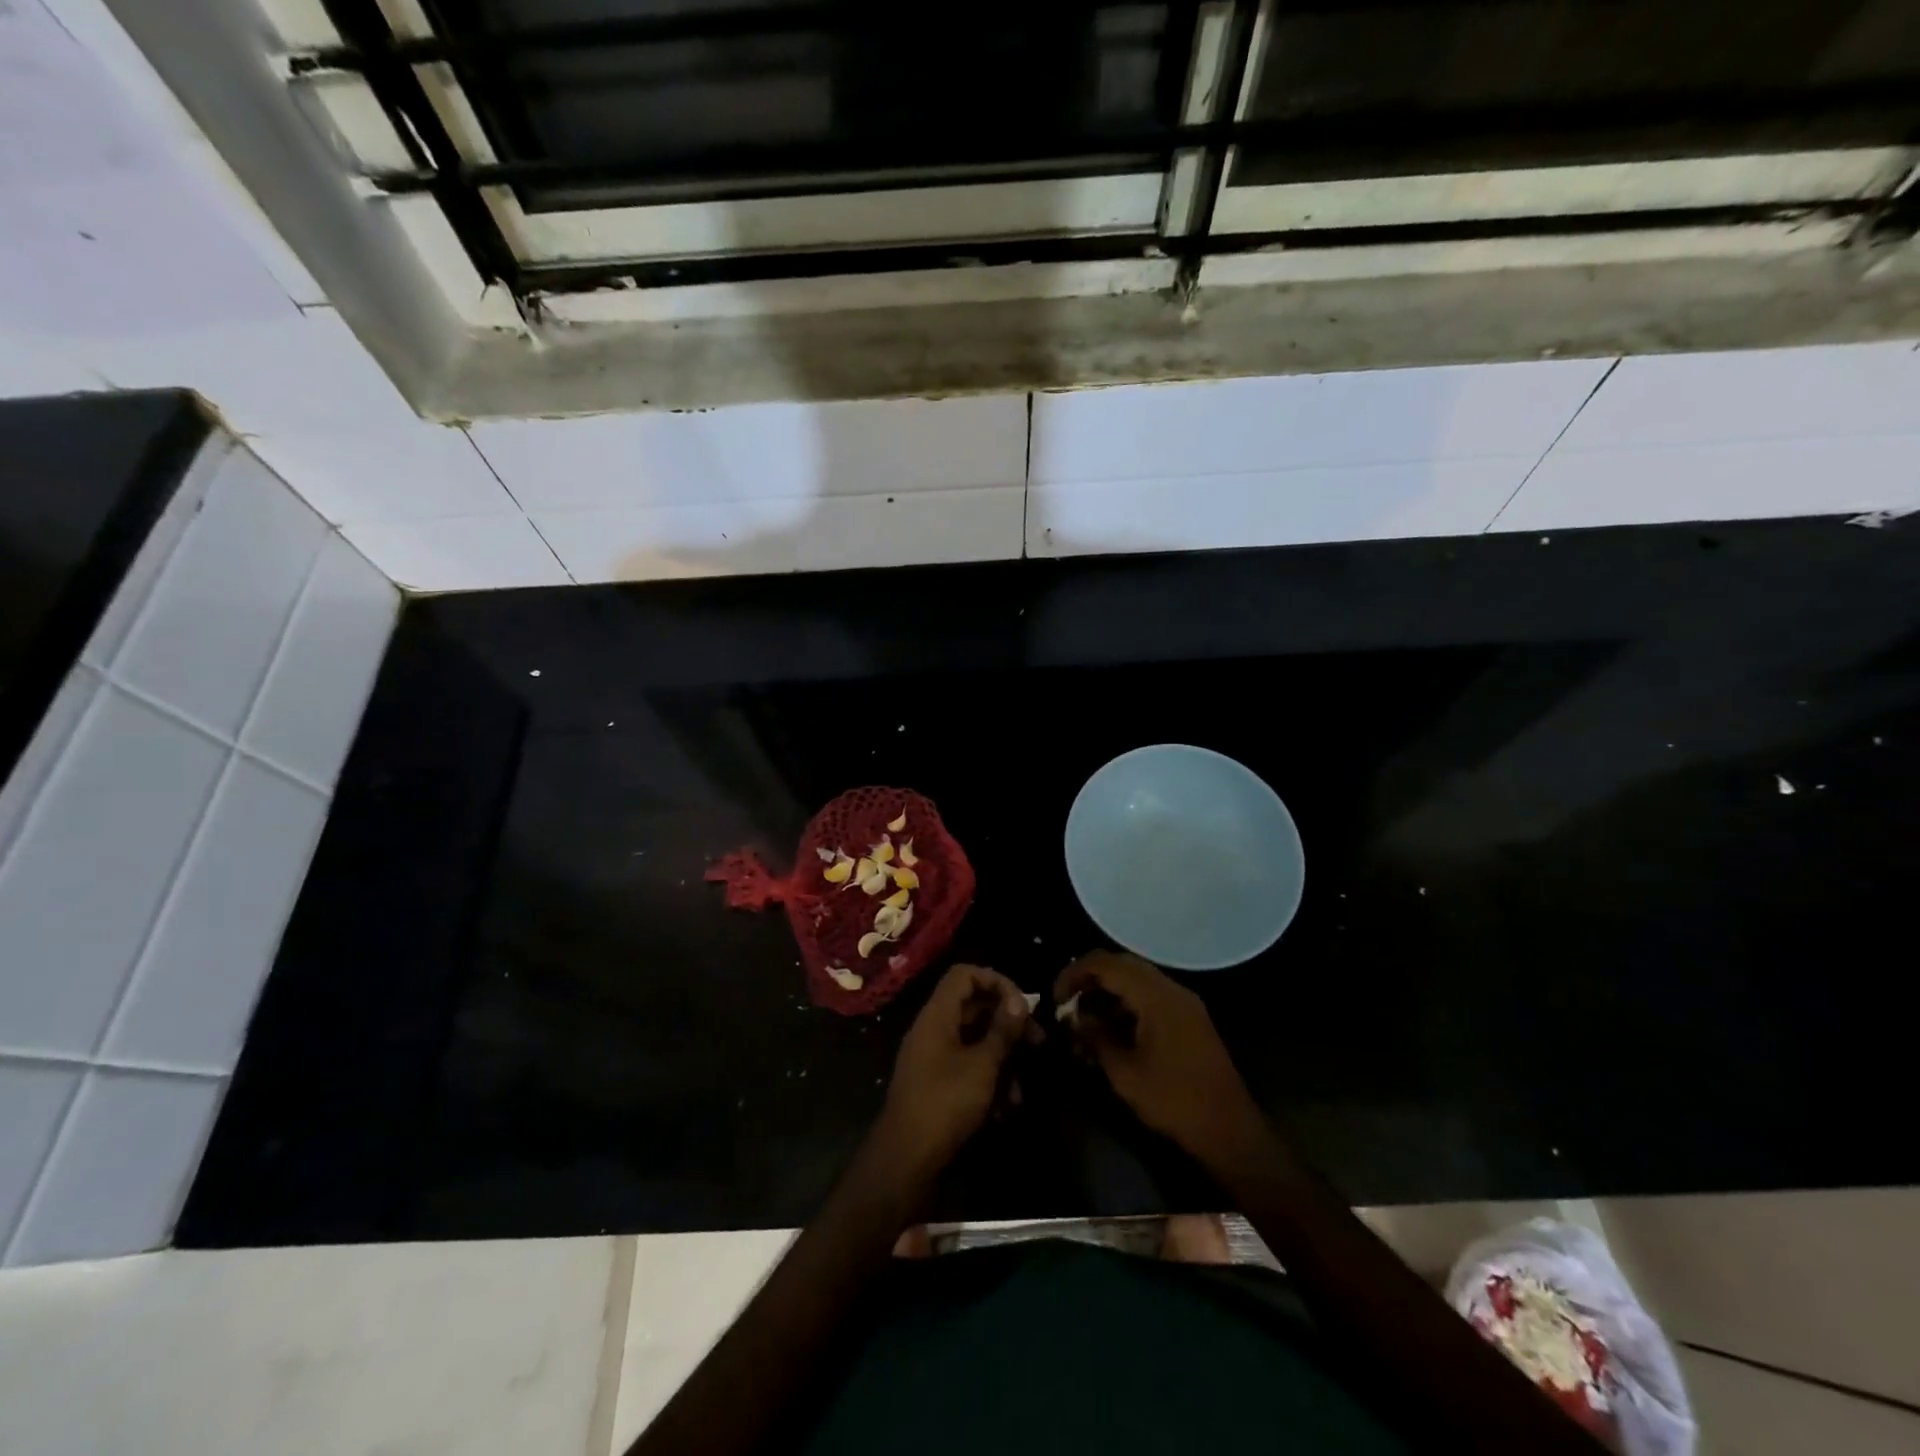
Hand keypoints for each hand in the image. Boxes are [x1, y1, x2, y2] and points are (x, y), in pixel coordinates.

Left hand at [874, 964, 1030, 1182]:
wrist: (906, 1160)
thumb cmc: (945, 1103)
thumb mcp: (982, 1065)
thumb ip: (1002, 1030)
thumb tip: (1020, 1000)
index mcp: (937, 1015)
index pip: (965, 975)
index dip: (996, 981)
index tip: (1022, 1004)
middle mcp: (933, 1030)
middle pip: (974, 1008)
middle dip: (1008, 1024)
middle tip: (1038, 1042)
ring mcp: (933, 1058)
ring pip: (975, 1042)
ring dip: (1002, 1060)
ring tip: (1021, 1089)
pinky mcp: (937, 1085)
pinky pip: (967, 1068)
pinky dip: (988, 1081)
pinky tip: (1006, 1108)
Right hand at [1054, 951, 1264, 1168]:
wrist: (1230, 1130)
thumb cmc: (1174, 1101)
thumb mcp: (1124, 1073)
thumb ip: (1096, 1039)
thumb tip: (1074, 1020)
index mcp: (1156, 996)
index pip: (1106, 963)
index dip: (1074, 973)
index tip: (1056, 998)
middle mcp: (1171, 989)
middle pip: (1122, 964)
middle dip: (1090, 979)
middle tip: (1067, 1003)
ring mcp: (1184, 1002)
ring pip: (1137, 979)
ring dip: (1109, 992)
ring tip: (1085, 1020)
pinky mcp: (1189, 1018)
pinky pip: (1151, 996)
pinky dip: (1127, 1003)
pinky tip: (1112, 1030)